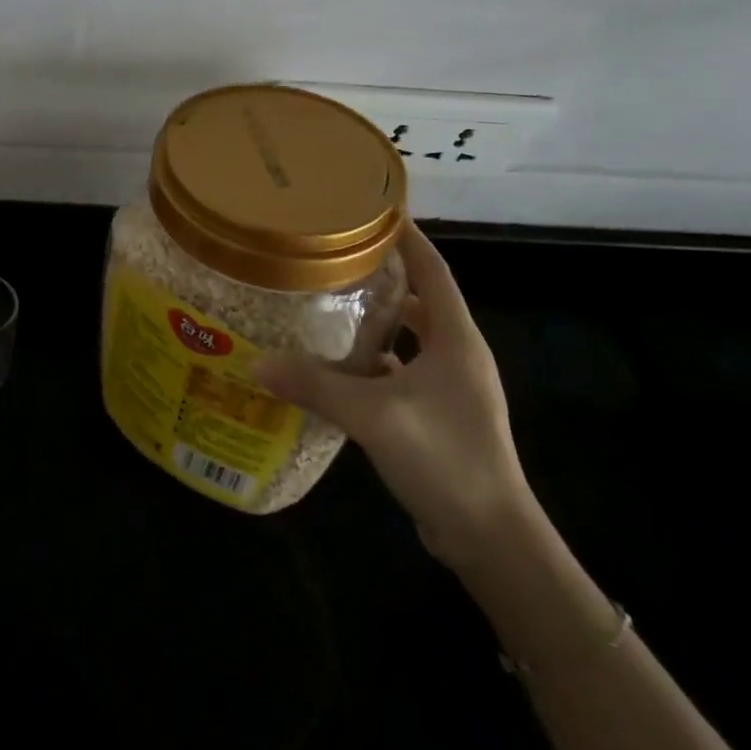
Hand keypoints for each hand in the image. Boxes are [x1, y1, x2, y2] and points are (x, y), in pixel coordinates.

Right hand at [251, 220, 534, 570]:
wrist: (493, 539)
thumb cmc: (445, 459)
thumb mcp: (373, 416)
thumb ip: (315, 385)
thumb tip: (258, 361)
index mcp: (455, 339)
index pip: (433, 269)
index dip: (406, 237)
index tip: (370, 210)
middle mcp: (458, 354)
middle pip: (420, 298)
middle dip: (383, 274)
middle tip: (334, 256)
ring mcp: (451, 387)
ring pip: (411, 336)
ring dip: (378, 320)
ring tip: (329, 302)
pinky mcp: (439, 414)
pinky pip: (403, 370)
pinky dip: (374, 361)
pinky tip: (337, 366)